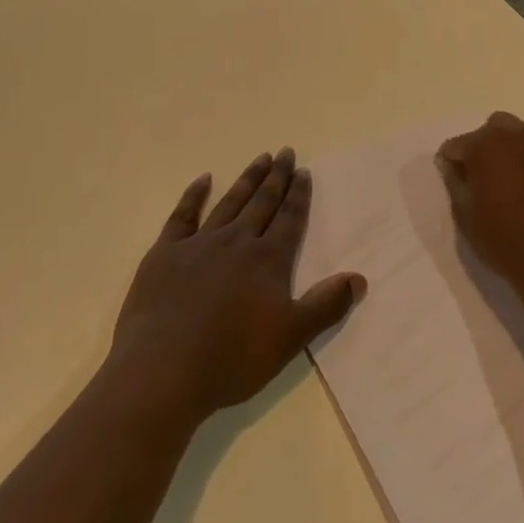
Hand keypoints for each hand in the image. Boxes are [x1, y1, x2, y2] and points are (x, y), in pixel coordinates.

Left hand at [108, 149, 365, 423]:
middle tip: (285, 152)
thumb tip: (359, 278)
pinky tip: (204, 180)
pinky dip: (194, 195)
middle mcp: (238, 241)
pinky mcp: (166, 253)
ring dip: (248, 179)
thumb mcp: (290, 339)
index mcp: (268, 260)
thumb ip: (326, 306)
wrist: (164, 370)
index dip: (298, 195)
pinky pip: (183, 215)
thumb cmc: (232, 358)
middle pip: (263, 202)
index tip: (303, 171)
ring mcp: (200, 243)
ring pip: (230, 202)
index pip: (289, 219)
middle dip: (277, 177)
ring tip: (260, 158)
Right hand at [436, 112, 523, 297]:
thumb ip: (454, 182)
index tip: (452, 185)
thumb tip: (450, 165)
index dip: (450, 165)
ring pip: (511, 137)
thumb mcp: (465, 215)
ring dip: (501, 152)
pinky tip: (520, 191)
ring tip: (499, 185)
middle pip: (486, 132)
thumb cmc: (504, 239)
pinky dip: (521, 162)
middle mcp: (513, 135)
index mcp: (485, 143)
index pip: (455, 145)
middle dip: (478, 149)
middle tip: (475, 181)